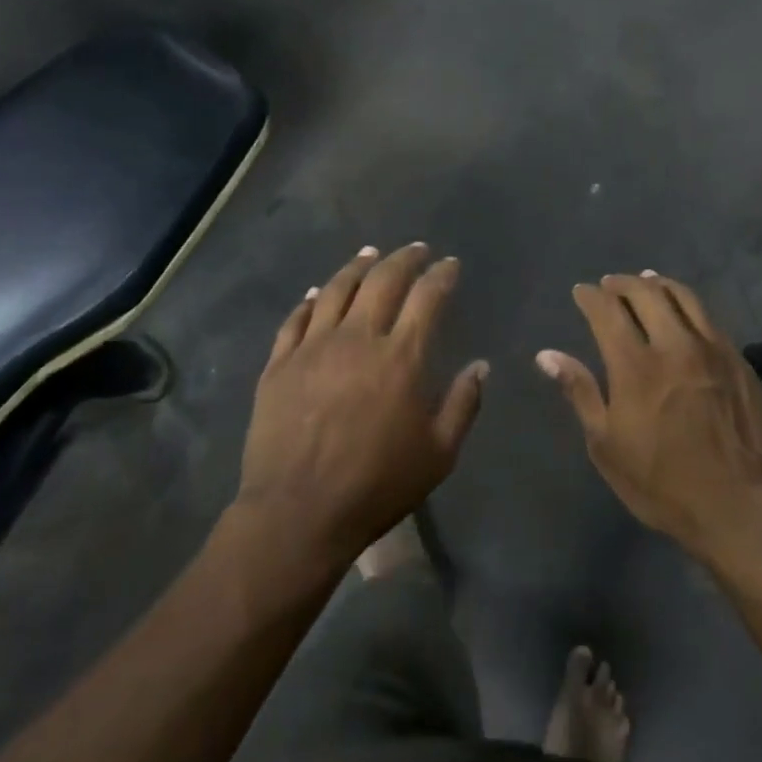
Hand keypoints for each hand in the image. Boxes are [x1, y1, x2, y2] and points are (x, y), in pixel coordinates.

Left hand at [238, 243, 486, 563]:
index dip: (441, 274)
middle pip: (382, 280)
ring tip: (370, 253)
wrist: (298, 512)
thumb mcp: (439, 453)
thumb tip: (480, 366)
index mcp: (401, 356)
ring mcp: (314, 346)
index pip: (427, 296)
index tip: (450, 264)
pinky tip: (318, 292)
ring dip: (358, 266)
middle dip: (404, 258)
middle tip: (416, 249)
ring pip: (337, 289)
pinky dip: (312, 298)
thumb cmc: (377, 485)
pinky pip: (297, 318)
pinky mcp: (280, 363)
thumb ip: (464, 403)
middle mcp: (358, 337)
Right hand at [538, 272, 761, 559]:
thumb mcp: (607, 446)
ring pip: (682, 297)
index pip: (607, 311)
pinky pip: (708, 317)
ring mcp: (712, 349)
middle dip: (622, 283)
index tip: (581, 292)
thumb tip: (547, 355)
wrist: (741, 506)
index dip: (590, 297)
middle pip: (645, 294)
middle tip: (609, 284)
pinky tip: (683, 311)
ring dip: (657, 284)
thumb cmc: (663, 483)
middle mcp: (674, 345)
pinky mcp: (738, 360)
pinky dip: (687, 304)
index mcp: (635, 366)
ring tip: (645, 281)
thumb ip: (580, 392)